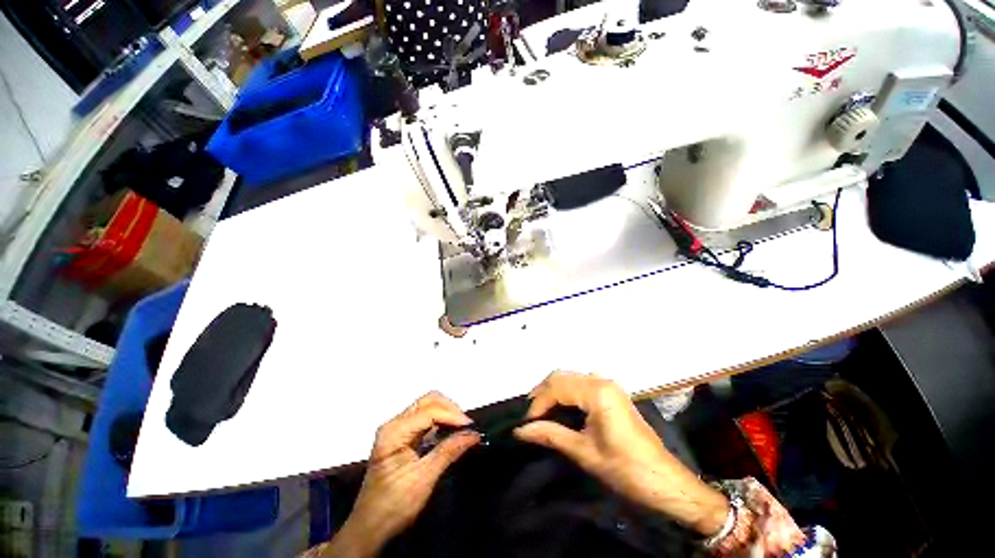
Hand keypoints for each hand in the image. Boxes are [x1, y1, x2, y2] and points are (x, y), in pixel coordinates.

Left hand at [320, 392, 479, 557]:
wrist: (370, 528)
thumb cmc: (394, 505)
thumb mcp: (424, 479)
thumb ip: (449, 451)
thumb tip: (473, 434)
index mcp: (394, 431)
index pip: (429, 412)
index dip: (451, 415)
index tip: (471, 426)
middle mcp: (394, 424)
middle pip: (427, 401)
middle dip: (449, 408)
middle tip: (466, 425)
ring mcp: (397, 429)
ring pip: (427, 407)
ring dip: (446, 413)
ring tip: (462, 427)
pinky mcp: (402, 437)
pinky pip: (425, 419)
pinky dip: (440, 421)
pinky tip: (450, 431)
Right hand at [514, 371, 728, 536]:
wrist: (666, 481)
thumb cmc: (625, 468)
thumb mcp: (584, 452)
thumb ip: (550, 435)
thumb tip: (519, 430)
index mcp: (597, 391)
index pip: (557, 387)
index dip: (538, 403)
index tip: (526, 423)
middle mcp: (602, 380)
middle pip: (562, 376)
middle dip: (542, 393)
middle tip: (530, 416)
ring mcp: (609, 385)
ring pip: (570, 378)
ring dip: (553, 391)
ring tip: (540, 411)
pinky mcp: (612, 393)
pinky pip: (581, 384)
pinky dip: (566, 392)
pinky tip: (560, 407)